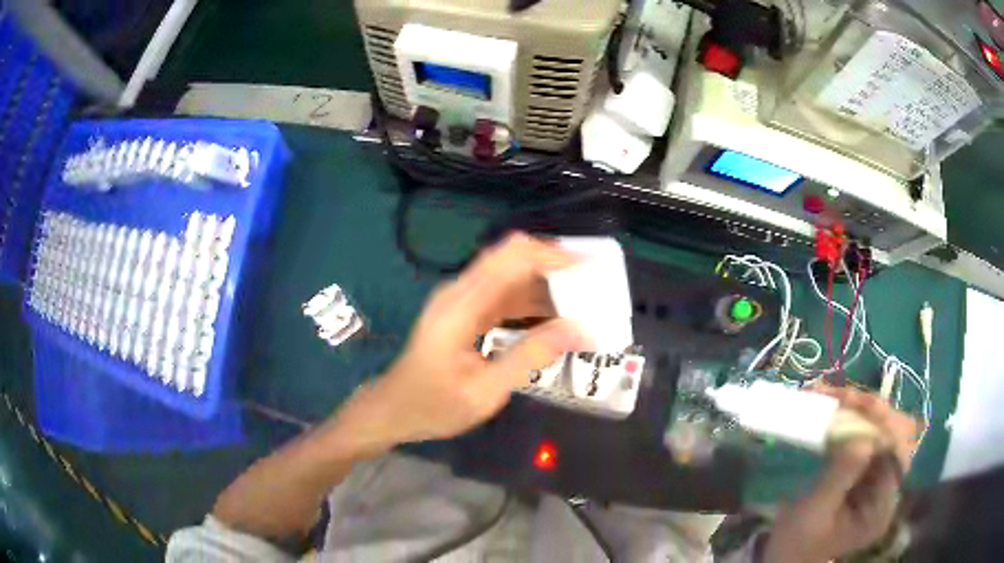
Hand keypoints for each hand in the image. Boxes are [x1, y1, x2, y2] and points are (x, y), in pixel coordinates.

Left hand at [330, 233, 583, 453]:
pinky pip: (503, 295)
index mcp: (461, 305)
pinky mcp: (464, 312)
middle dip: (554, 266)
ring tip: (581, 305)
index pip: (512, 257)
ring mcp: (461, 300)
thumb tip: (579, 330)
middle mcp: (461, 292)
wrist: (392, 409)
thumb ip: (529, 358)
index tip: (589, 269)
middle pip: (512, 258)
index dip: (552, 255)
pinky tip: (553, 320)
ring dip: (545, 285)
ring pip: (511, 275)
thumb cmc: (432, 406)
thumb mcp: (484, 392)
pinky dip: (531, 302)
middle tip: (591, 288)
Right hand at [763, 386, 919, 562]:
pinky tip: (835, 407)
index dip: (883, 424)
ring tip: (832, 396)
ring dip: (860, 409)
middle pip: (894, 435)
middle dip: (871, 411)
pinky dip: (852, 418)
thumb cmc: (797, 543)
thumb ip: (840, 477)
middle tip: (841, 396)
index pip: (896, 453)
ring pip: (882, 429)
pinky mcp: (865, 471)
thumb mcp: (814, 513)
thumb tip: (864, 436)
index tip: (856, 404)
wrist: (785, 559)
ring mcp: (878, 478)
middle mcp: (888, 488)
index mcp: (882, 506)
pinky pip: (867, 435)